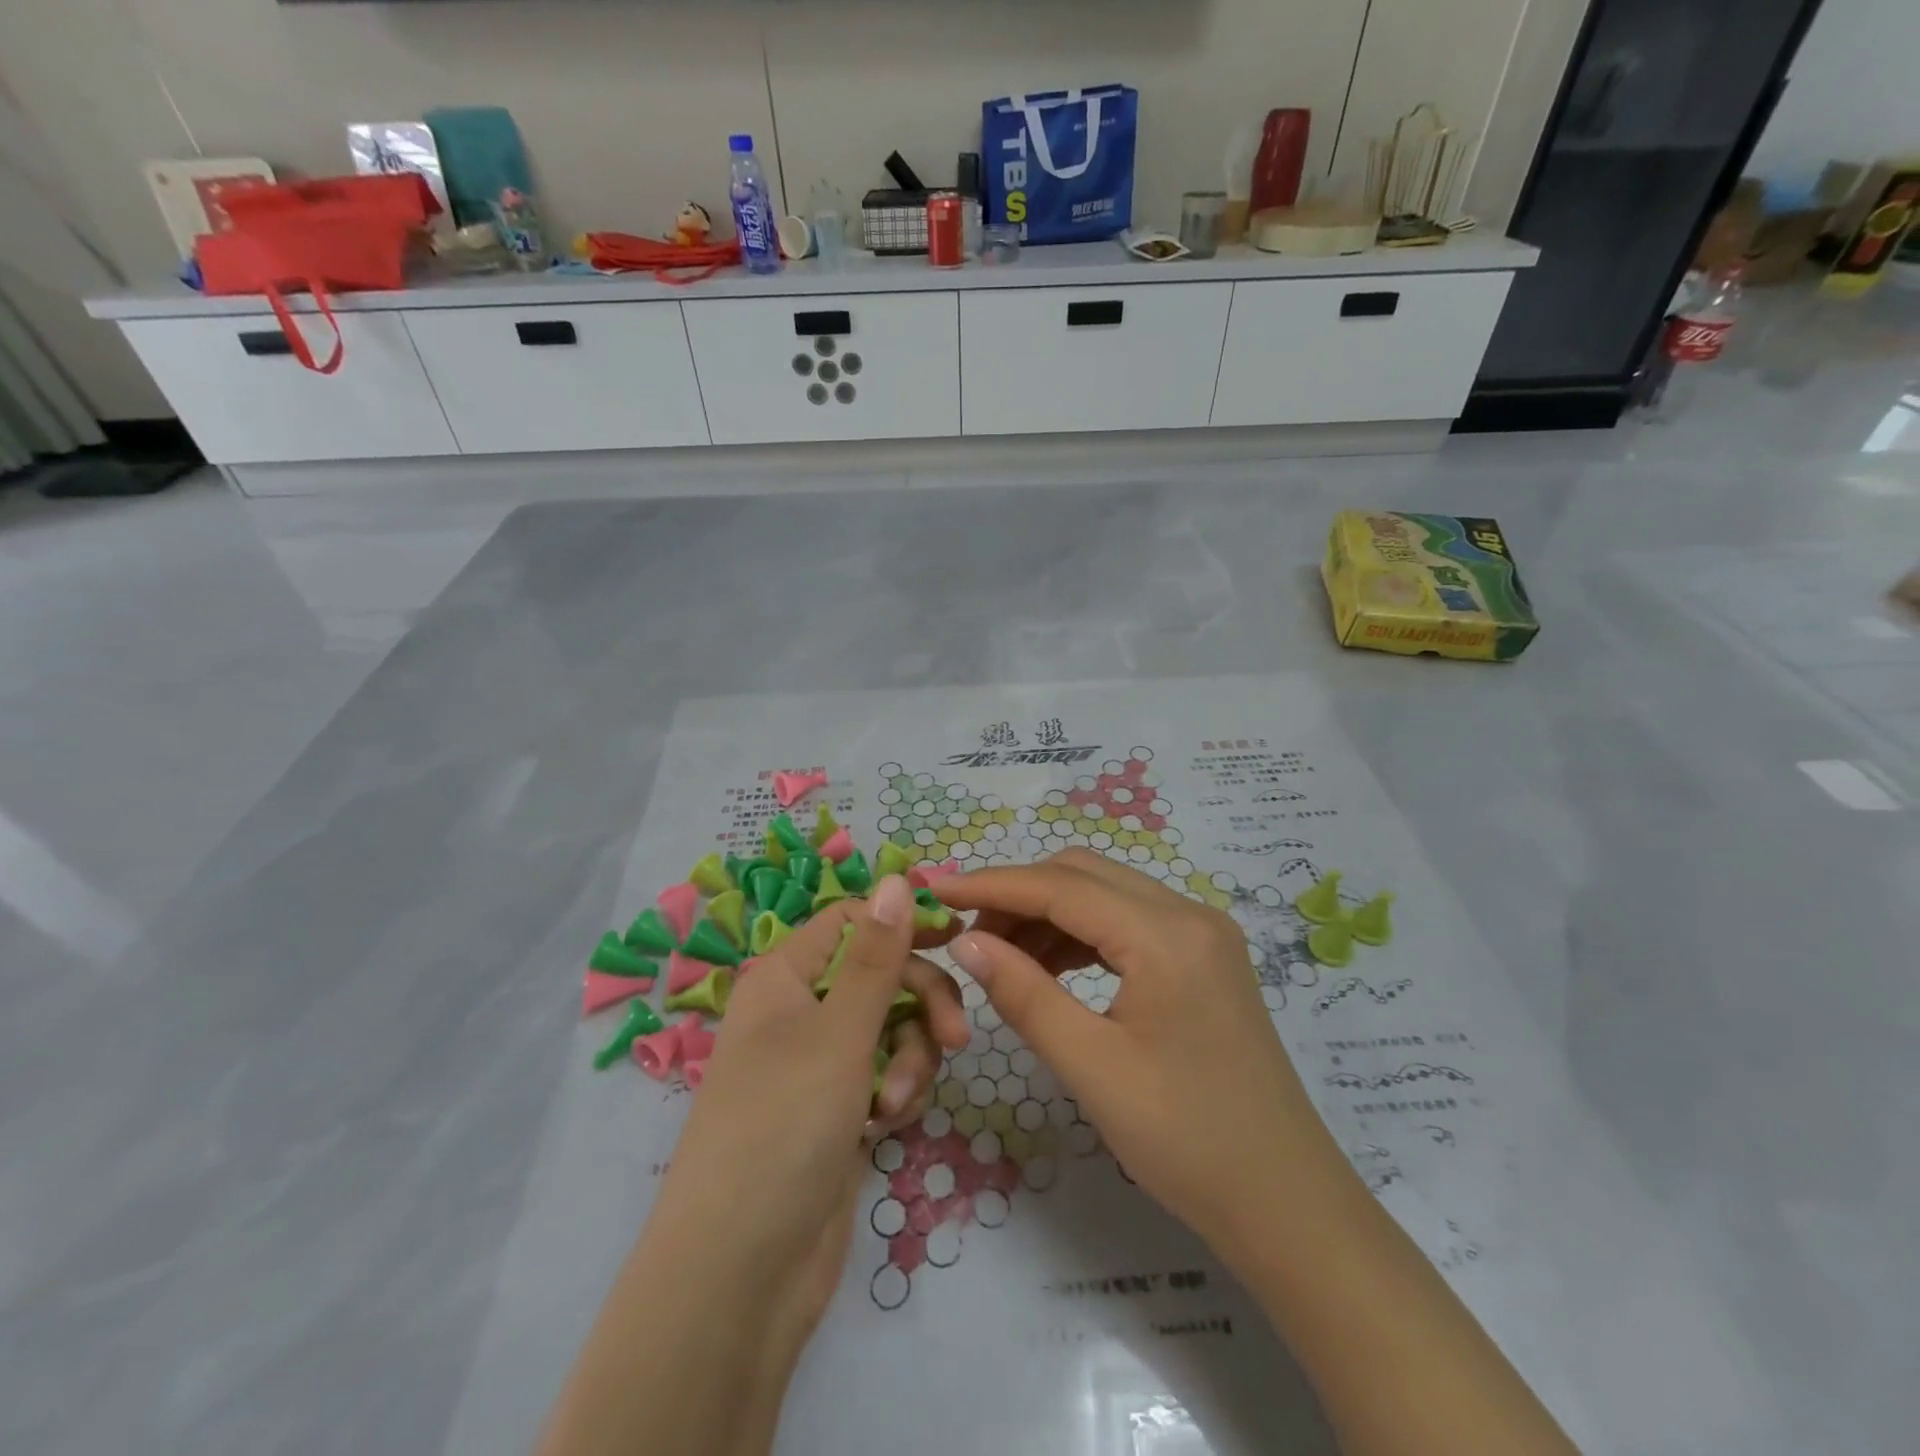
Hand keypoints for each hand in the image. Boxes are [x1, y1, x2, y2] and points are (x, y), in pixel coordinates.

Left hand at [644, 875, 969, 1360]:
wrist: (741, 1275)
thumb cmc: (783, 1128)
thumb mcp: (839, 1032)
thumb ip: (876, 956)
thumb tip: (893, 877)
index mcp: (786, 977)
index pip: (852, 921)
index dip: (902, 924)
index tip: (958, 939)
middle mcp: (801, 1012)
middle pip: (882, 976)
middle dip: (922, 1004)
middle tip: (957, 1039)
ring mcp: (820, 1065)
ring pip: (893, 1029)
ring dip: (910, 1058)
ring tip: (895, 1103)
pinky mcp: (839, 1112)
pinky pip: (887, 1075)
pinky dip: (896, 1093)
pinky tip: (886, 1126)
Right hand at [938, 849, 1341, 1263]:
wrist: (1284, 1202)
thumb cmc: (1186, 1140)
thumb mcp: (1092, 1067)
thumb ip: (1024, 994)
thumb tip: (966, 943)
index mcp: (1166, 935)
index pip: (1061, 886)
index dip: (992, 885)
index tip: (937, 891)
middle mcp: (1188, 914)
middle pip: (1084, 874)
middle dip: (1019, 894)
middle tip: (968, 936)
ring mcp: (1202, 933)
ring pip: (1105, 894)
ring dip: (1049, 913)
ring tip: (1001, 956)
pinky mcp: (1204, 956)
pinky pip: (1128, 921)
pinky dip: (1081, 934)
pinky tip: (1050, 967)